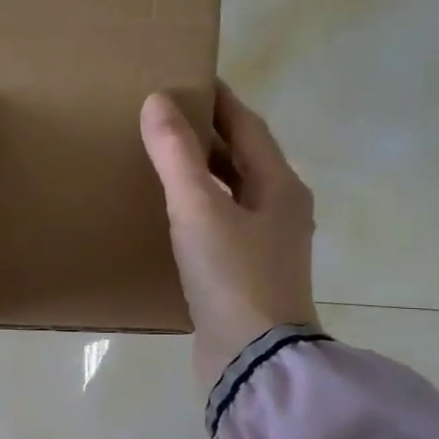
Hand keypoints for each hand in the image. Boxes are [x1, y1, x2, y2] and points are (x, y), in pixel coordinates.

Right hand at [141, 82, 317, 391]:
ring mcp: (266, 247)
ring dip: (201, 175)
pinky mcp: (246, 277)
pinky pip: (220, 227)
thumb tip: (157, 102)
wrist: (253, 359)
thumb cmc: (232, 276)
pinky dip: (197, 212)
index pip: (248, 127)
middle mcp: (281, 211)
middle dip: (207, 136)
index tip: (187, 79)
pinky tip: (169, 219)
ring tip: (160, 162)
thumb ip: (176, 156)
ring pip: (231, 195)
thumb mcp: (198, 209)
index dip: (218, 100)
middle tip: (164, 119)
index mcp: (280, 187)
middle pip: (243, 160)